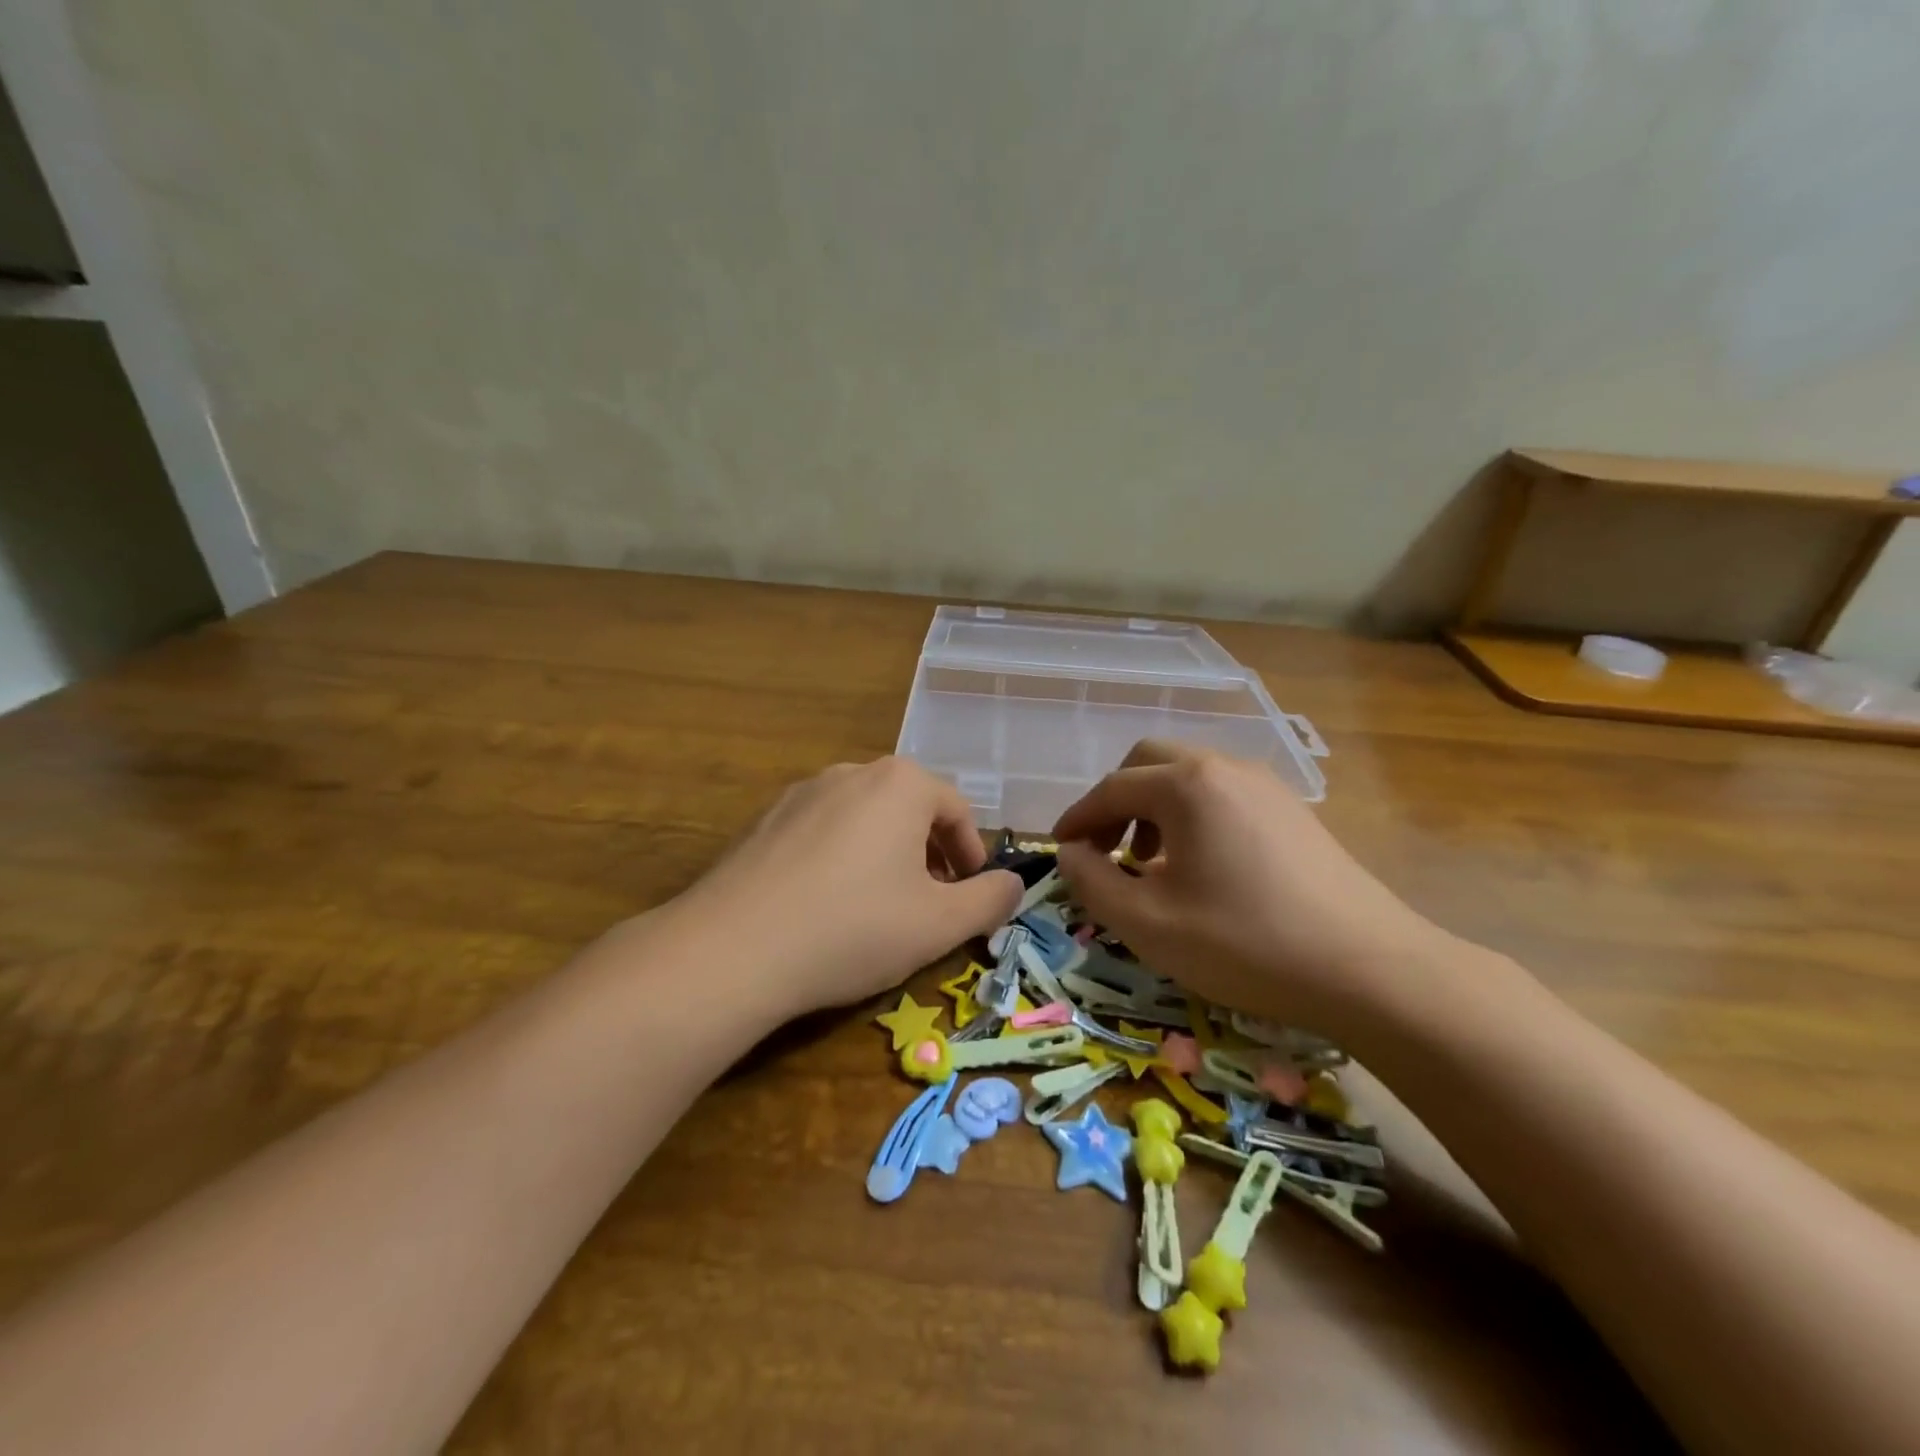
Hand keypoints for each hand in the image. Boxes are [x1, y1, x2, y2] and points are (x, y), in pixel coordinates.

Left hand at [676, 757, 1021, 1018]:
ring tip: (879, 906)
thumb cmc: (853, 928)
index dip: (971, 855)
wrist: (733, 949)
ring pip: (863, 819)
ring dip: (885, 855)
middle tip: (930, 902)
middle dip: (929, 853)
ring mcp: (800, 793)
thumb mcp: (940, 924)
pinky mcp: (762, 821)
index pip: (957, 809)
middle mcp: (851, 773)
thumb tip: (1014, 884)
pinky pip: (820, 832)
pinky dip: (839, 860)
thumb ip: (989, 900)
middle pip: (909, 808)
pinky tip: (825, 906)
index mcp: (900, 783)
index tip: (971, 895)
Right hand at [1052, 740, 1450, 1038]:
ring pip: (1189, 776)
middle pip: (1150, 762)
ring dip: (1154, 808)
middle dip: (1116, 801)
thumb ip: (1093, 883)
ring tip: (1149, 862)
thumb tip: (1071, 854)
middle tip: (1104, 849)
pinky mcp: (1293, 811)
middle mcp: (1225, 768)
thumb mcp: (1148, 924)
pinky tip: (1201, 867)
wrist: (1372, 970)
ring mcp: (1266, 786)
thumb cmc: (1245, 943)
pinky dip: (1192, 817)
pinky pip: (1223, 795)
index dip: (1077, 818)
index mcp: (1187, 785)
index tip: (1059, 850)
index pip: (1112, 788)